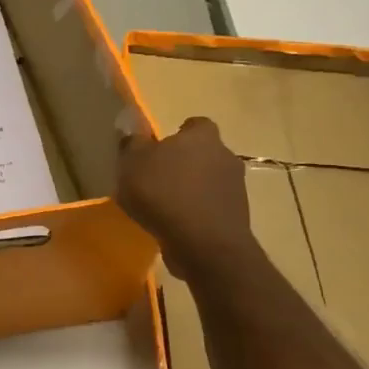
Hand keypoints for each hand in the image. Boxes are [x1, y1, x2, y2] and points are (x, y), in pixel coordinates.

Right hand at [115, 117, 258, 282]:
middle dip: (184, 162)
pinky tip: (175, 224)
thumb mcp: (132, 164)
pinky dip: (196, 211)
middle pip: (204, 153)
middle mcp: (225, 156)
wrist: (203, 243)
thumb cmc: (163, 193)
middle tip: (157, 177)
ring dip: (191, 189)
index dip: (179, 133)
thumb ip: (132, 143)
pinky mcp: (237, 216)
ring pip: (209, 181)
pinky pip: (212, 206)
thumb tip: (132, 129)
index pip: (195, 124)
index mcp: (201, 137)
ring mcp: (235, 187)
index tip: (161, 147)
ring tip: (164, 205)